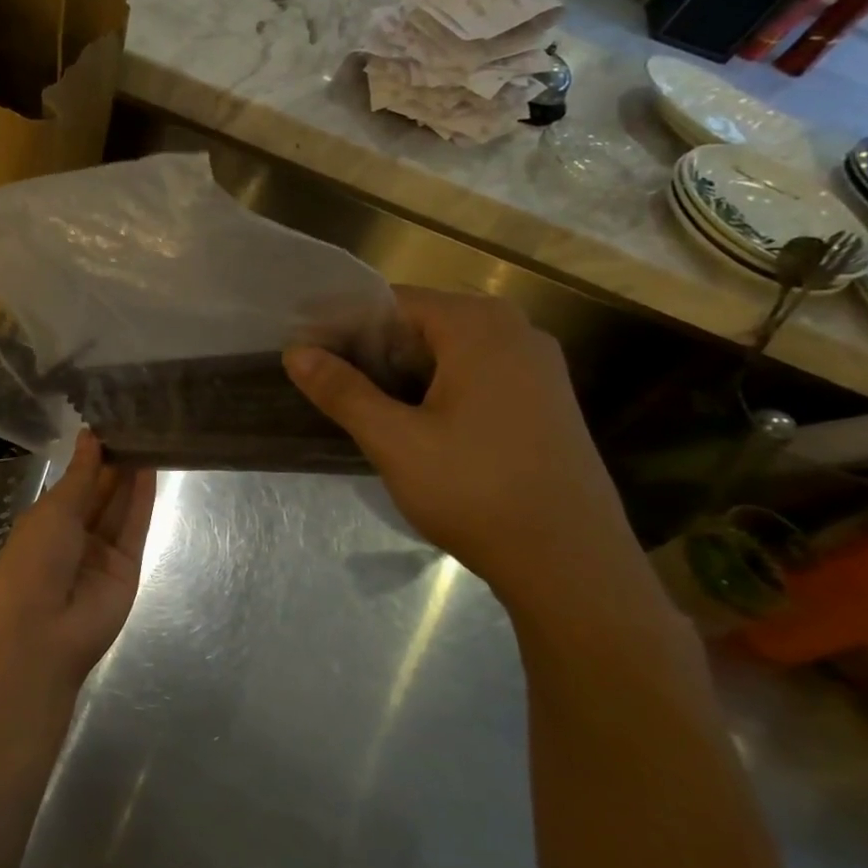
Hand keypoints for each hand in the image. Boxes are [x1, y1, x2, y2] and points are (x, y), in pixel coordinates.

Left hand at [0, 431, 157, 696]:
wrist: (42, 633)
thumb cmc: (33, 562)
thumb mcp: (53, 510)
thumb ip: (80, 474)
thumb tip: (90, 436)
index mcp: (46, 520)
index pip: (75, 481)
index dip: (92, 455)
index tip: (110, 423)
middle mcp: (75, 534)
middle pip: (101, 492)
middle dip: (115, 462)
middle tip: (137, 423)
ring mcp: (103, 552)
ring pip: (120, 507)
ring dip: (132, 475)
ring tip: (149, 437)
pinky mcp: (128, 566)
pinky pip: (135, 527)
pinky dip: (143, 499)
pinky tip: (152, 468)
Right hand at [285, 287, 635, 606]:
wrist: (572, 565)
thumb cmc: (476, 491)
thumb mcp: (395, 441)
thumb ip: (342, 390)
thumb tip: (295, 351)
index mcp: (479, 326)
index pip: (392, 302)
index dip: (343, 325)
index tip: (306, 354)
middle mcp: (515, 331)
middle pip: (421, 323)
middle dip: (371, 350)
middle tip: (327, 383)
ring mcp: (537, 367)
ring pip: (448, 351)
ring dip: (402, 372)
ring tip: (361, 405)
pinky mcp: (544, 400)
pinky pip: (476, 373)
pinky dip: (437, 387)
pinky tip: (415, 424)